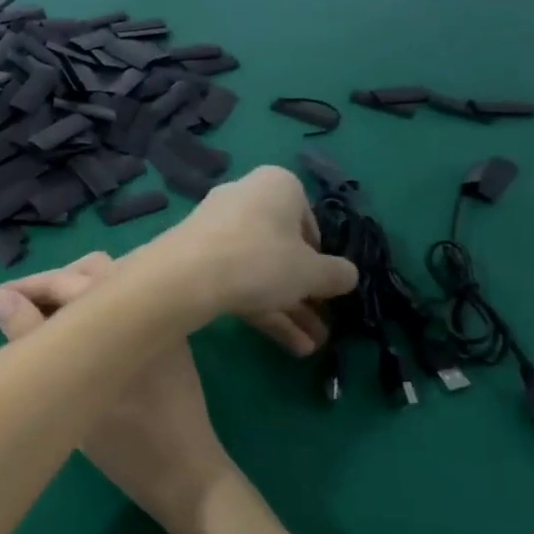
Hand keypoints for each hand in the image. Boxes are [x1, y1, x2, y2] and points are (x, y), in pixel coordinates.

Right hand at [0, 253, 226, 533]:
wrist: (187, 476)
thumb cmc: (125, 440)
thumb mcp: (67, 391)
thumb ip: (32, 338)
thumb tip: (3, 298)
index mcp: (125, 308)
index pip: (62, 281)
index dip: (20, 289)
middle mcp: (146, 302)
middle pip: (86, 274)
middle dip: (44, 287)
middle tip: (6, 310)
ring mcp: (159, 320)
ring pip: (105, 288)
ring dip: (68, 295)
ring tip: (34, 317)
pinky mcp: (166, 338)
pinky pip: (121, 307)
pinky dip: (90, 309)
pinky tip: (70, 333)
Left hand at [137, 167, 357, 334]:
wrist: (185, 276)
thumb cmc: (261, 260)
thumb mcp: (311, 272)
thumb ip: (335, 274)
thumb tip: (348, 276)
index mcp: (277, 186)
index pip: (308, 220)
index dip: (320, 256)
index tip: (325, 283)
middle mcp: (245, 199)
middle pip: (282, 250)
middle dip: (305, 293)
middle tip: (323, 323)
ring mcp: (216, 229)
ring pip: (260, 271)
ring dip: (288, 310)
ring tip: (310, 347)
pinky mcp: (196, 258)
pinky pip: (236, 281)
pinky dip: (261, 310)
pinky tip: (288, 345)